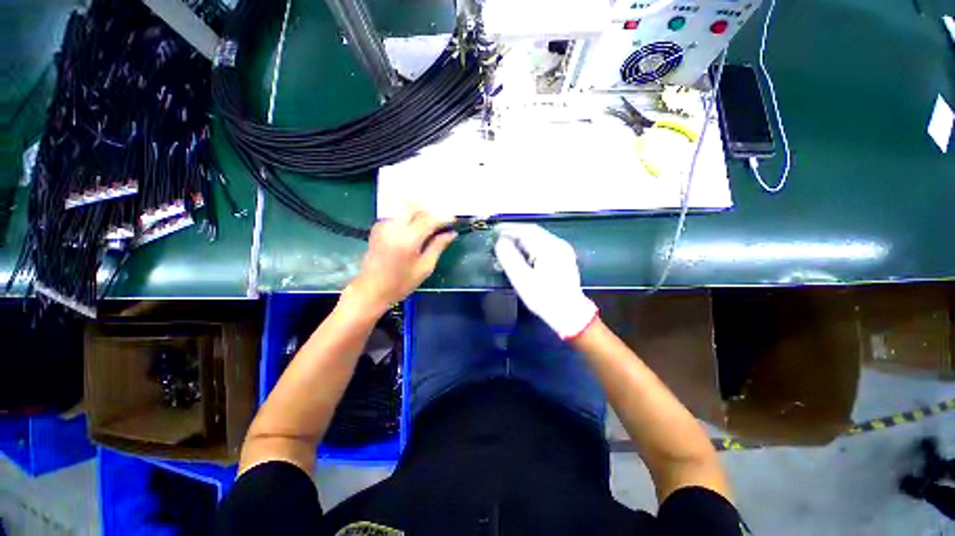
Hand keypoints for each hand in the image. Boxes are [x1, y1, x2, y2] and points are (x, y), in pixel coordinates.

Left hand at [347, 206, 455, 312]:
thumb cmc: (401, 283)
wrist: (371, 290)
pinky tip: (414, 232)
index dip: (444, 218)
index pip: (429, 219)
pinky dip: (409, 219)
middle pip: (415, 207)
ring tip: (430, 229)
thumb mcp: (425, 267)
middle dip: (430, 212)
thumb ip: (438, 246)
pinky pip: (398, 216)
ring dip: (420, 215)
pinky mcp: (378, 228)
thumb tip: (452, 233)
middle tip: (441, 224)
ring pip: (405, 210)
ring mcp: (383, 226)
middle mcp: (393, 227)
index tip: (454, 221)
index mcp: (407, 239)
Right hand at [494, 224, 596, 339]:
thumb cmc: (545, 299)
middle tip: (497, 242)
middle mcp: (558, 244)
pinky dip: (529, 247)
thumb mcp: (523, 280)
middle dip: (513, 235)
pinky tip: (521, 257)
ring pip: (537, 238)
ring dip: (520, 241)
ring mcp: (562, 250)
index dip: (507, 230)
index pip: (525, 231)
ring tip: (506, 251)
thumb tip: (499, 242)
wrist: (570, 314)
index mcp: (550, 248)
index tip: (493, 234)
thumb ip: (510, 258)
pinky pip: (542, 245)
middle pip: (531, 232)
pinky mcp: (562, 257)